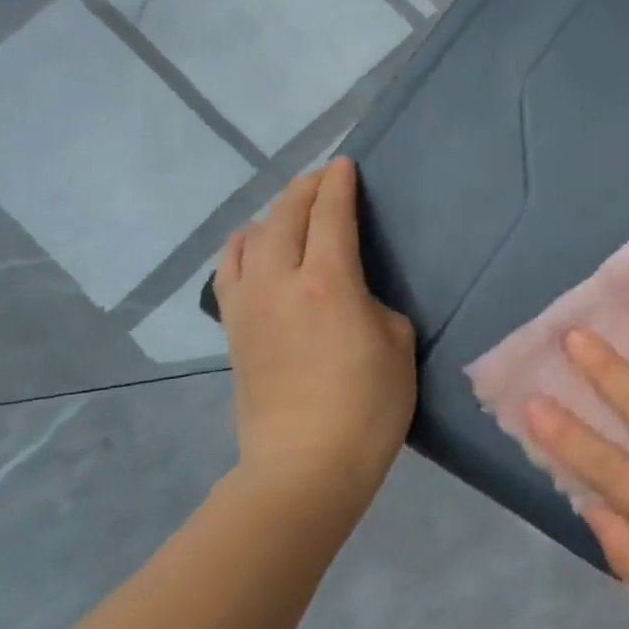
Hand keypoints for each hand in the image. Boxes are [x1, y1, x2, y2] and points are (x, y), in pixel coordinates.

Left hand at [215, 158, 415, 510]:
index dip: (339, 185)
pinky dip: (242, 247)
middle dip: (305, 190)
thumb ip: (373, 305)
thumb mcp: (397, 343)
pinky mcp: (234, 331)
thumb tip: (352, 298)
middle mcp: (281, 282)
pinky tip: (250, 245)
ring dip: (274, 214)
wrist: (305, 462)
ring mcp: (250, 306)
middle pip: (286, 218)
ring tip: (291, 209)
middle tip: (325, 178)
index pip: (330, 215)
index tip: (346, 165)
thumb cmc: (369, 404)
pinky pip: (230, 271)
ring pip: (252, 239)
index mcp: (329, 282)